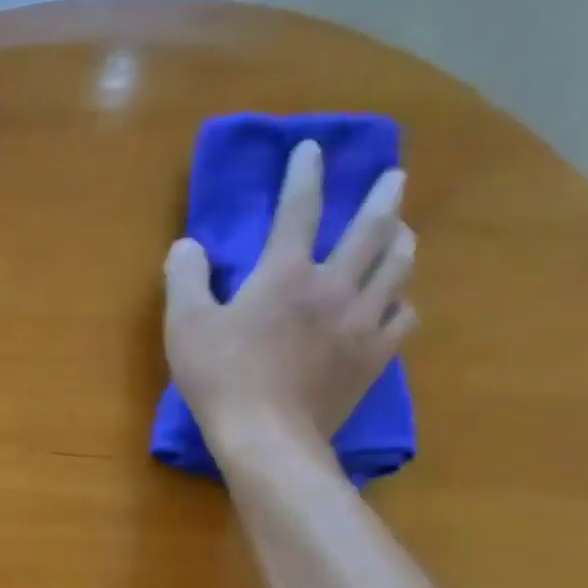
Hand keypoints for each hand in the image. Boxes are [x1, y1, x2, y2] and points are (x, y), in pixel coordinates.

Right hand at [164, 140, 416, 468]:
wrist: (266, 437)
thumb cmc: (221, 379)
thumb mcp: (185, 327)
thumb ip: (185, 279)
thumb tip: (188, 245)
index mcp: (286, 273)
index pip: (300, 209)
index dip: (305, 175)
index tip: (311, 150)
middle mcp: (334, 285)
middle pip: (371, 228)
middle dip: (383, 196)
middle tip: (395, 177)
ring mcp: (361, 322)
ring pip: (397, 268)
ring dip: (401, 241)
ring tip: (402, 233)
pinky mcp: (373, 358)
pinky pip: (402, 318)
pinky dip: (401, 303)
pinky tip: (396, 303)